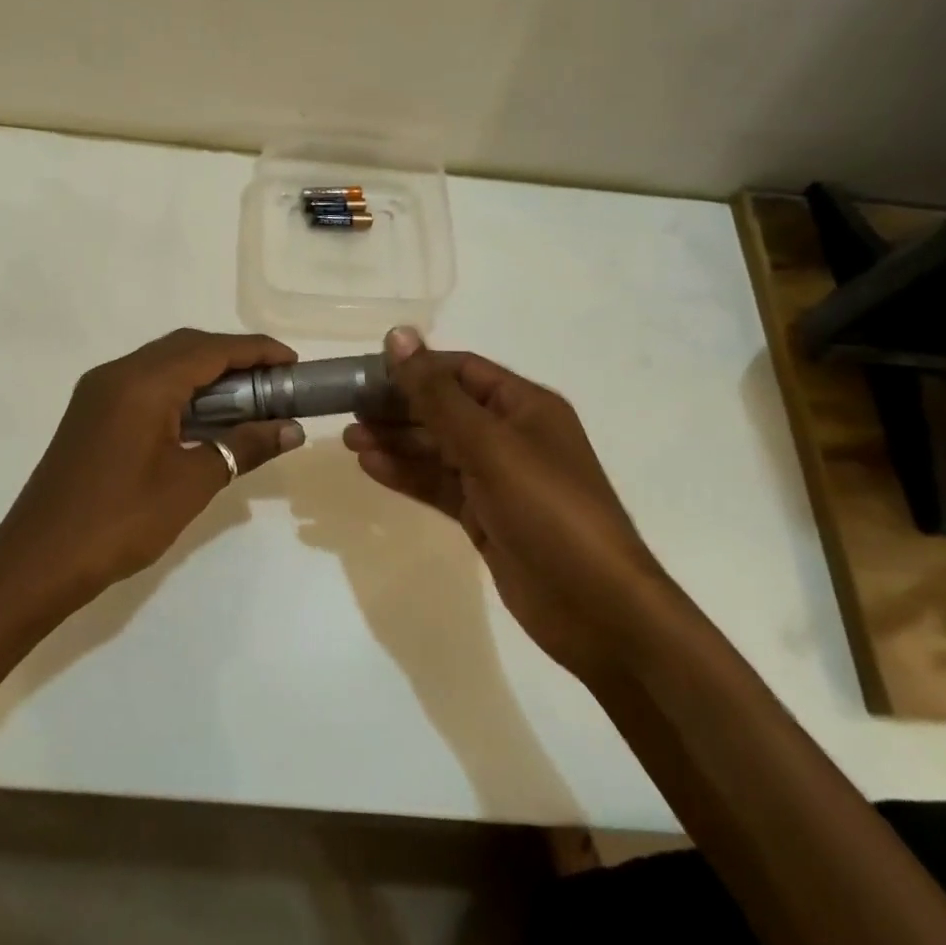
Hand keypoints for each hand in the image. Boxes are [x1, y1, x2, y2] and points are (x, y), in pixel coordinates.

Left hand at [0, 329, 306, 612]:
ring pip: (164, 363)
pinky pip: (145, 383)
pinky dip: (181, 389)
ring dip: (207, 373)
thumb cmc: (119, 522)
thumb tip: (291, 430)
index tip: (294, 363)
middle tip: (275, 381)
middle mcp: (118, 373)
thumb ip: (243, 448)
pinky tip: (203, 417)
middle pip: (186, 347)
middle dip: (234, 357)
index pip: (211, 350)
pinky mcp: (91, 412)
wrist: (36, 563)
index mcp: (142, 383)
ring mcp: (99, 392)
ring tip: (248, 399)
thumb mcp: (191, 485)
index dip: (257, 351)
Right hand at [342, 327, 662, 677]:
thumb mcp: (490, 445)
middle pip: (446, 409)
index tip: (367, 372)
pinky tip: (371, 467)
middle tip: (348, 408)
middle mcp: (512, 436)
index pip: (461, 371)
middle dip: (399, 407)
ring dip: (396, 442)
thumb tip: (398, 335)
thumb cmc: (548, 510)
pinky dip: (408, 475)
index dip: (416, 368)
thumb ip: (437, 395)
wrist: (597, 609)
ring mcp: (499, 479)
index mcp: (525, 406)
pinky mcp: (486, 517)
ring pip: (438, 449)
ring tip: (349, 439)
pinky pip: (440, 486)